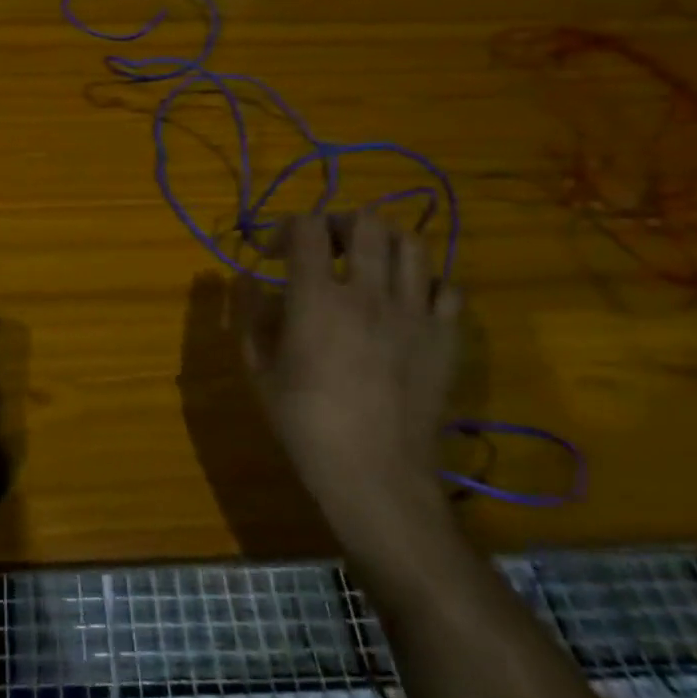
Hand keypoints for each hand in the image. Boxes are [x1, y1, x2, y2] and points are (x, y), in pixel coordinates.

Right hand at [237, 213, 460, 547]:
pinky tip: (408, 303)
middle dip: (340, 224)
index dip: (288, 228)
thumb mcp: (259, 370)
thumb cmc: (306, 425)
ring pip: (412, 244)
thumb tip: (248, 280)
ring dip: (385, 245)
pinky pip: (447, 287)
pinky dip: (426, 284)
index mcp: (316, 299)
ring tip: (370, 266)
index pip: (306, 227)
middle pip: (366, 221)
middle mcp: (368, 293)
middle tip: (327, 248)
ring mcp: (414, 313)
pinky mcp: (446, 338)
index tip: (277, 254)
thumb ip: (251, 315)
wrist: (376, 476)